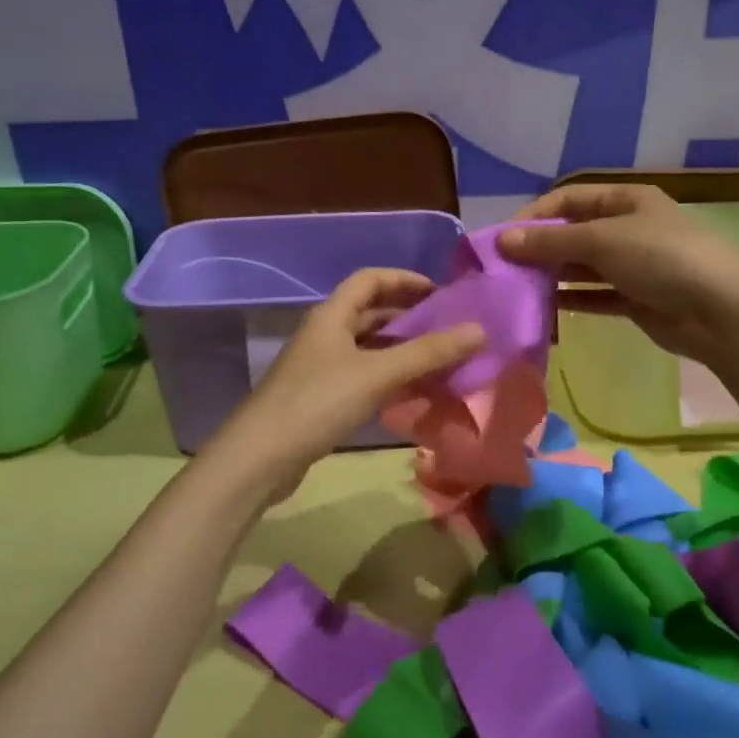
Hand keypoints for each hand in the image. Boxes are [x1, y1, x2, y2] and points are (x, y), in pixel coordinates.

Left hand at [223, 268, 484, 484]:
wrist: (260, 458)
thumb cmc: (318, 402)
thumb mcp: (377, 374)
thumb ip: (428, 352)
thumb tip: (479, 329)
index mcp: (332, 315)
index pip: (370, 279)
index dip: (404, 279)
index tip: (440, 292)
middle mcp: (325, 334)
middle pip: (370, 313)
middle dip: (408, 317)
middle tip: (448, 328)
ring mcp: (320, 367)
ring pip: (368, 348)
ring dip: (401, 350)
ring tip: (439, 361)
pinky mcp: (320, 398)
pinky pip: (363, 376)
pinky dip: (388, 378)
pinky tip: (412, 393)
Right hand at [497, 184, 738, 370]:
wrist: (721, 313)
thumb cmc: (661, 259)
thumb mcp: (602, 241)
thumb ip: (550, 242)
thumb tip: (502, 240)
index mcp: (626, 200)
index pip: (569, 199)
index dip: (535, 215)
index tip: (503, 238)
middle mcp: (629, 228)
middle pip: (574, 233)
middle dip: (540, 248)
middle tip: (505, 269)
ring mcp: (634, 265)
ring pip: (583, 266)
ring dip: (553, 276)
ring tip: (518, 290)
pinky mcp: (637, 299)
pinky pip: (596, 295)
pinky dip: (573, 300)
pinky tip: (546, 309)